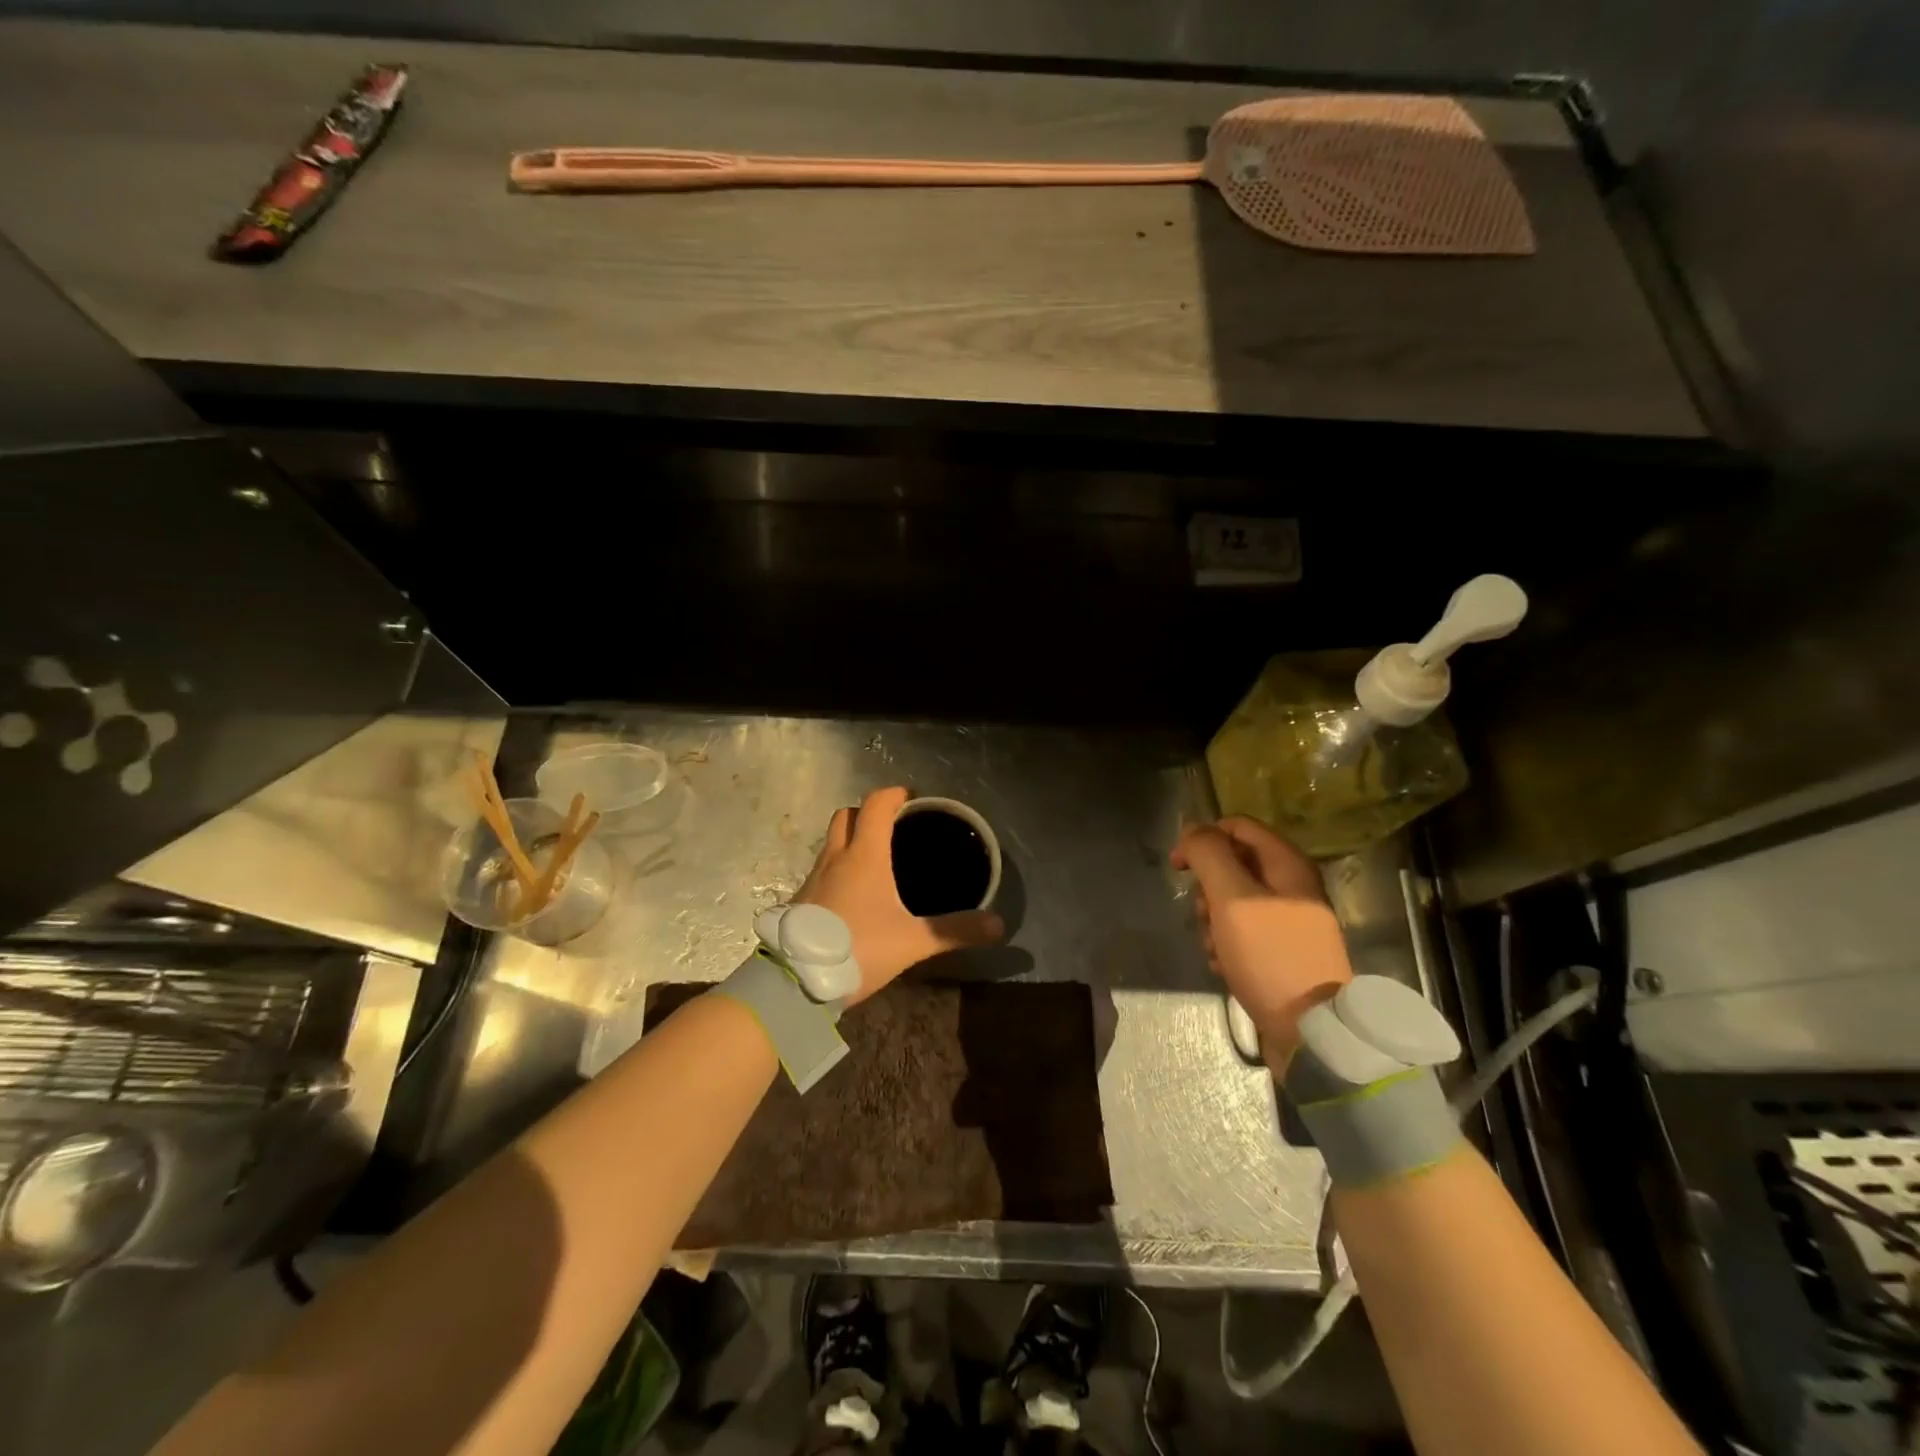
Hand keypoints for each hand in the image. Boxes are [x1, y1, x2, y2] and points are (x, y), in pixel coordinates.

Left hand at [794, 787, 1004, 1002]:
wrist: (796, 981)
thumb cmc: (858, 948)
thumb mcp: (912, 942)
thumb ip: (954, 931)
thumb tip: (998, 925)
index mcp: (864, 856)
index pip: (875, 805)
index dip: (893, 794)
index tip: (910, 797)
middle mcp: (835, 857)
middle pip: (846, 815)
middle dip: (867, 812)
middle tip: (892, 826)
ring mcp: (813, 877)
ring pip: (831, 841)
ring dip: (850, 839)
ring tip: (876, 859)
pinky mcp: (801, 899)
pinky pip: (822, 868)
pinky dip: (839, 867)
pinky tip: (853, 893)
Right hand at [1170, 815, 1352, 1070]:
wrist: (1310, 1031)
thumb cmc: (1269, 955)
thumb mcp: (1233, 898)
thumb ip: (1210, 855)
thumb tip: (1194, 829)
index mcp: (1287, 864)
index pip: (1236, 827)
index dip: (1202, 839)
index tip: (1179, 868)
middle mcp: (1292, 886)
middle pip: (1232, 864)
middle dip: (1207, 889)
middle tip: (1204, 915)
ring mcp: (1288, 920)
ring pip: (1232, 901)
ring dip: (1212, 921)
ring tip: (1214, 948)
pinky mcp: (1281, 951)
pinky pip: (1242, 932)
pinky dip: (1226, 944)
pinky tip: (1224, 965)